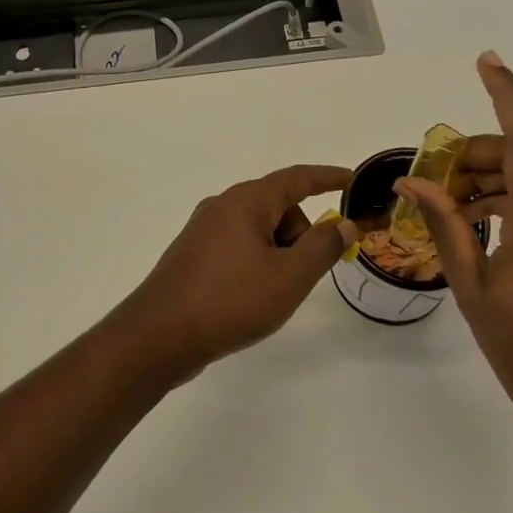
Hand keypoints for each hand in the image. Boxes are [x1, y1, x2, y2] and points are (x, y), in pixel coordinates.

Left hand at [123, 165, 357, 374]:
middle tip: (304, 274)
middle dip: (301, 234)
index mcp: (246, 201)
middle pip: (278, 207)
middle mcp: (222, 205)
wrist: (160, 335)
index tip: (352, 180)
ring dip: (278, 252)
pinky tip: (251, 296)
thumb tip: (342, 223)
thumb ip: (322, 247)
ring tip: (274, 293)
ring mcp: (203, 229)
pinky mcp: (193, 253)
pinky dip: (257, 262)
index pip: (297, 178)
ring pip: (258, 229)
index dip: (328, 178)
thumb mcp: (289, 277)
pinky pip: (238, 246)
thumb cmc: (231, 300)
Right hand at [396, 52, 512, 421]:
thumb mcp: (472, 288)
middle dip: (476, 157)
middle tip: (434, 182)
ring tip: (450, 207)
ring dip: (491, 182)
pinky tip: (480, 225)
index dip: (509, 97)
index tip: (487, 61)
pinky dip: (510, 203)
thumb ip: (445, 227)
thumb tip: (410, 185)